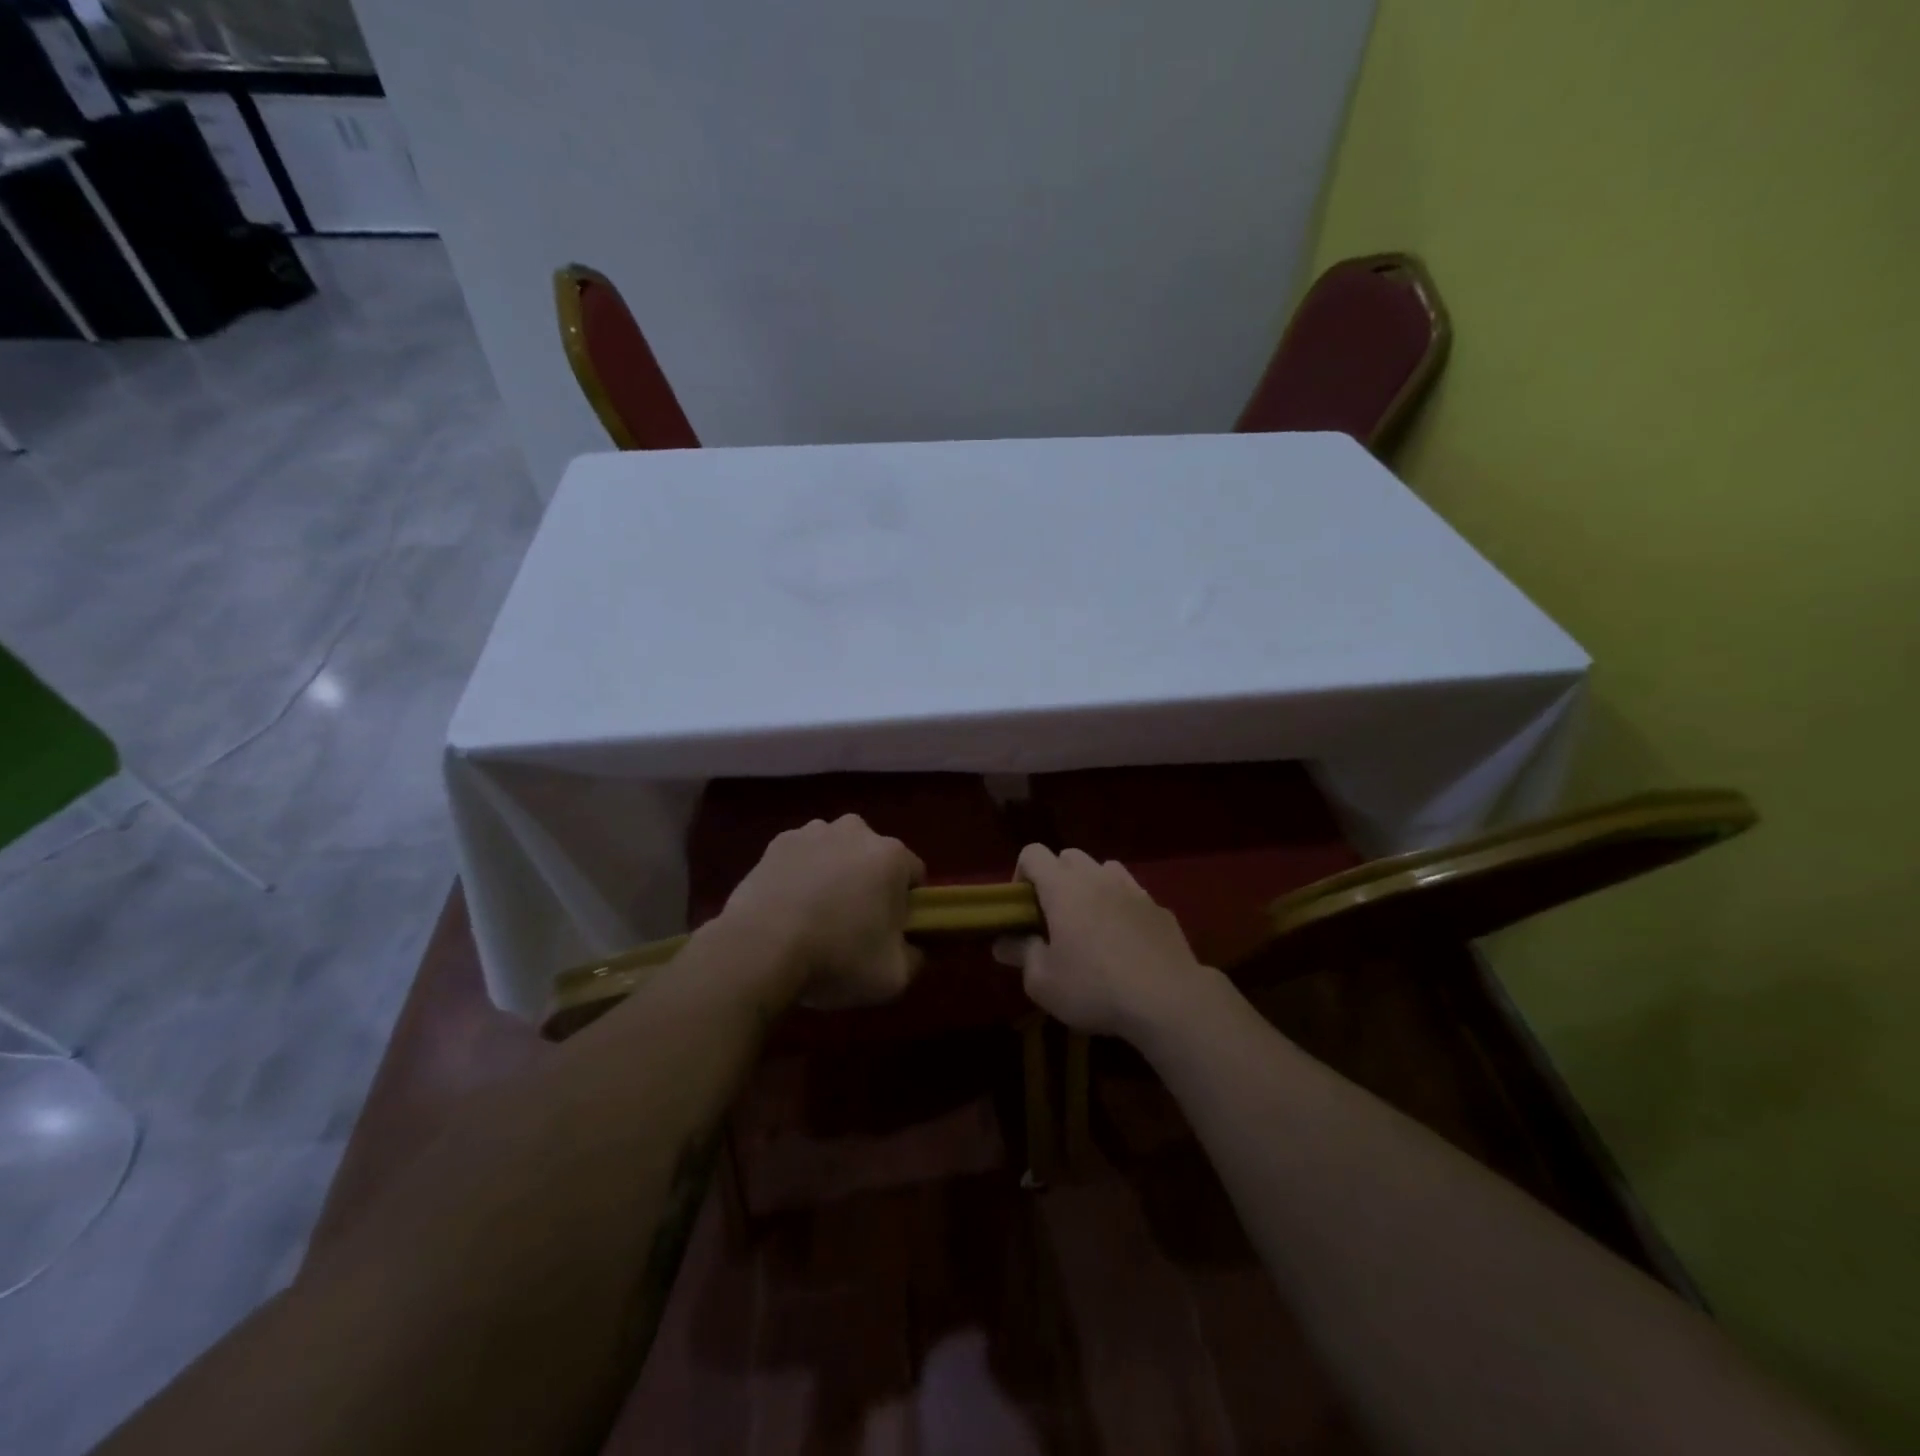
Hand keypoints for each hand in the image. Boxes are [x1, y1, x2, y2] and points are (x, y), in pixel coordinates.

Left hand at [718, 815, 925, 1009]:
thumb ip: (915, 958)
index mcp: (892, 855)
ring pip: (836, 852)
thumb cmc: (836, 958)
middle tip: (853, 925)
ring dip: (834, 874)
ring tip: (815, 916)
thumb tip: (914, 948)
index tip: (891, 930)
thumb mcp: (893, 976)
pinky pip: (802, 857)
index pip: (914, 875)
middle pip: (874, 858)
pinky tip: (788, 907)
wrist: (759, 949)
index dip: (906, 904)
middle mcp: (856, 831)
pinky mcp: (777, 843)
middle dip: (869, 883)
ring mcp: (813, 832)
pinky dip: (800, 874)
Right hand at [996, 845, 1213, 1040]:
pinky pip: (1133, 894)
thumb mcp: (1043, 982)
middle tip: (1054, 917)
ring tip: (1091, 923)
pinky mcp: (1160, 908)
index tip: (1022, 907)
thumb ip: (1021, 955)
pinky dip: (1122, 906)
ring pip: (1104, 869)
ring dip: (1091, 886)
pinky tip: (1125, 941)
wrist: (1168, 1000)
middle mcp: (1097, 877)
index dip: (1021, 874)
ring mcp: (1133, 889)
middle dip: (1056, 878)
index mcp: (1063, 887)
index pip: (1032, 853)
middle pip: (1069, 856)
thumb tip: (1002, 943)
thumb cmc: (1095, 988)